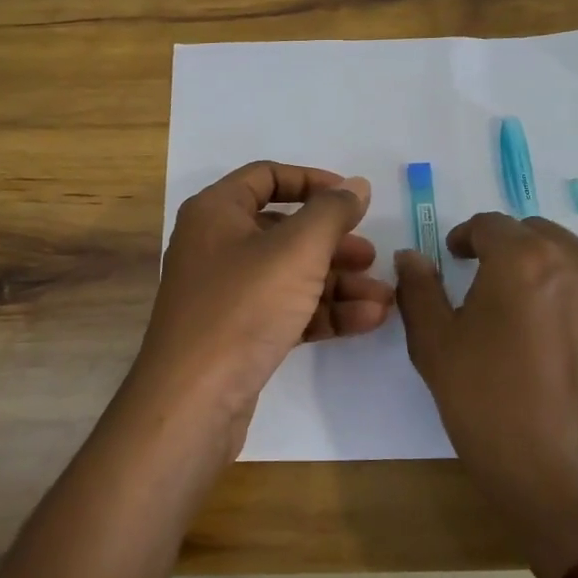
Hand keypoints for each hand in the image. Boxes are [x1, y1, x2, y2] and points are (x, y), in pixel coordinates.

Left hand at [131, 161, 395, 457]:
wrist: (193, 401)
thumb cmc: (243, 307)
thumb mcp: (297, 250)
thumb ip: (332, 212)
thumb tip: (357, 185)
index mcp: (217, 212)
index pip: (266, 177)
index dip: (312, 181)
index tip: (352, 198)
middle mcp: (216, 245)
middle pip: (284, 230)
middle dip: (334, 243)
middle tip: (370, 257)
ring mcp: (226, 292)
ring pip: (291, 274)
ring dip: (339, 283)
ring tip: (384, 297)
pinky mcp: (238, 333)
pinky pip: (287, 309)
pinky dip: (324, 311)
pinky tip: (367, 320)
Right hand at [395, 214, 577, 577]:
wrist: (577, 487)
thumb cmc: (493, 410)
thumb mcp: (436, 349)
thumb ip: (419, 290)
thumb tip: (412, 256)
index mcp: (525, 258)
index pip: (489, 224)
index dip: (464, 238)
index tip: (453, 260)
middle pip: (533, 235)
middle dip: (505, 251)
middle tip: (484, 289)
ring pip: (569, 260)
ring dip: (542, 273)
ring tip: (523, 319)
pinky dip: (572, 302)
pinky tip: (557, 347)